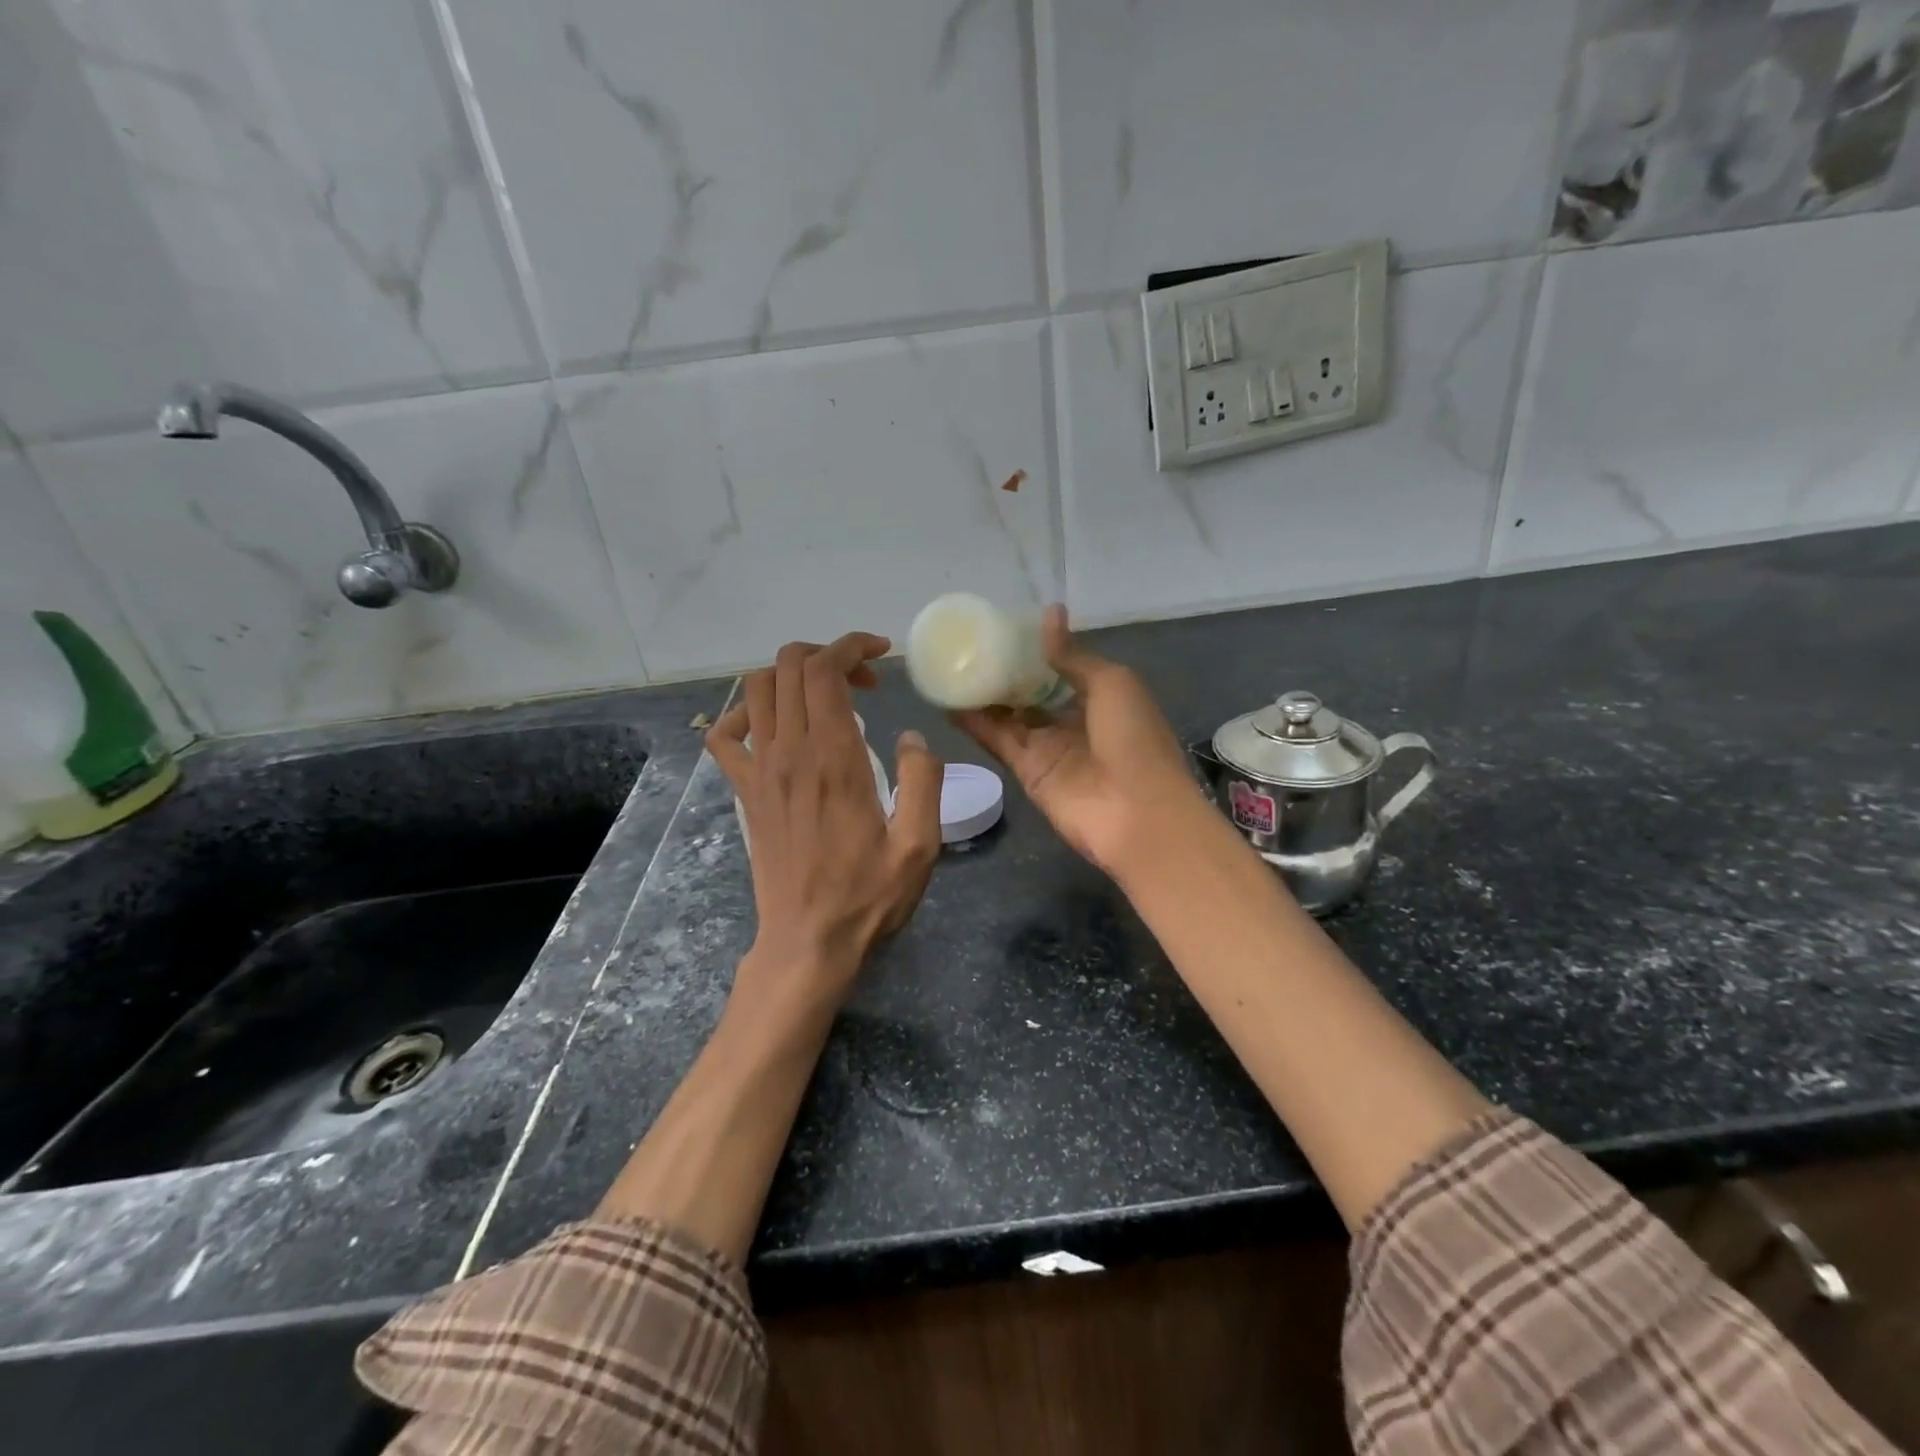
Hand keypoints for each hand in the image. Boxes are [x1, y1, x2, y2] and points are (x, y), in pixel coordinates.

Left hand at [707, 633, 943, 999]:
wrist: (808, 941)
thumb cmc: (868, 896)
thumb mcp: (920, 844)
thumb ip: (924, 781)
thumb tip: (911, 736)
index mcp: (834, 758)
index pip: (825, 671)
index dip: (851, 646)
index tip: (881, 654)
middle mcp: (790, 753)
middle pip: (789, 667)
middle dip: (827, 654)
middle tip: (864, 681)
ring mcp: (759, 771)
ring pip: (756, 689)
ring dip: (791, 675)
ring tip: (826, 696)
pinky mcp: (744, 792)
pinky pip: (724, 735)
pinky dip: (743, 714)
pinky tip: (772, 726)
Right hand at [953, 605, 1205, 878]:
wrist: (1137, 814)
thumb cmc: (1134, 740)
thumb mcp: (1111, 683)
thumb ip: (1072, 655)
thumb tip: (1049, 614)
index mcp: (1101, 696)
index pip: (1062, 667)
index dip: (1036, 649)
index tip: (1004, 627)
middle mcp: (1072, 720)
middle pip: (1031, 692)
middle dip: (1004, 672)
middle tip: (968, 644)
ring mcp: (1048, 747)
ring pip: (1009, 715)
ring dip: (983, 695)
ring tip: (950, 666)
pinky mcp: (1027, 771)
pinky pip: (997, 741)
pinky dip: (974, 723)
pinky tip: (948, 701)